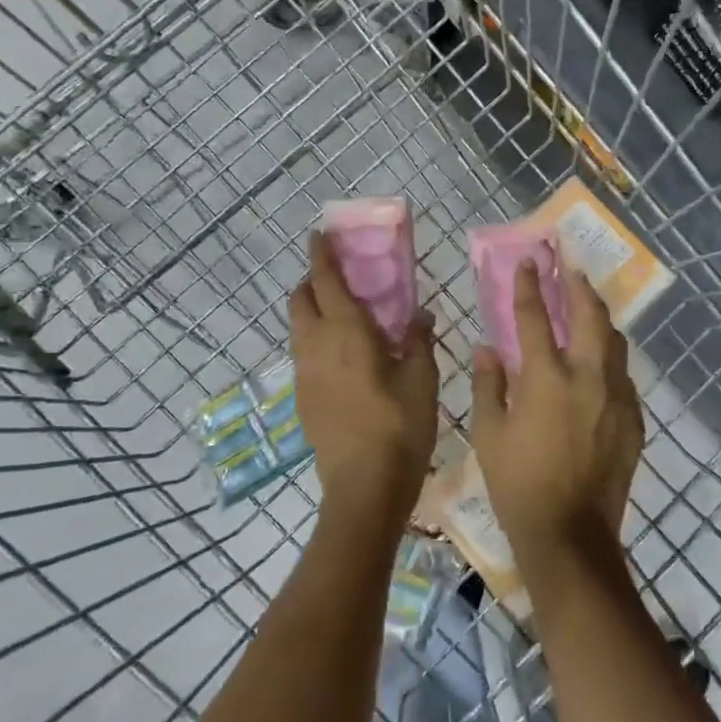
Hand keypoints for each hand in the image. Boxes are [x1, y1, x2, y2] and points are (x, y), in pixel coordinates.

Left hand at [289, 231, 438, 528]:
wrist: (364, 486)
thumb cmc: (400, 426)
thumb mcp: (422, 379)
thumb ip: (419, 340)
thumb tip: (420, 315)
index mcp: (346, 333)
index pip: (325, 281)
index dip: (321, 255)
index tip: (320, 234)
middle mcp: (316, 346)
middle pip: (301, 300)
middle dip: (313, 281)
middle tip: (341, 278)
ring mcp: (304, 374)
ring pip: (298, 327)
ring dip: (313, 310)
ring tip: (345, 315)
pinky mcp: (303, 398)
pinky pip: (303, 353)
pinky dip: (316, 339)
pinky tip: (344, 356)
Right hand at [470, 258, 642, 566]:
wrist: (570, 534)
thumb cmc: (518, 485)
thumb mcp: (488, 434)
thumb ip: (488, 384)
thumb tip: (486, 347)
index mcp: (546, 378)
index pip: (535, 317)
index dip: (530, 285)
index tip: (530, 261)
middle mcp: (588, 377)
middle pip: (589, 316)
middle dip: (578, 287)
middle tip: (571, 269)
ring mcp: (616, 397)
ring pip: (615, 342)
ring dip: (600, 319)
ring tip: (589, 307)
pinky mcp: (633, 419)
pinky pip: (623, 376)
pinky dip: (610, 359)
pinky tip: (601, 363)